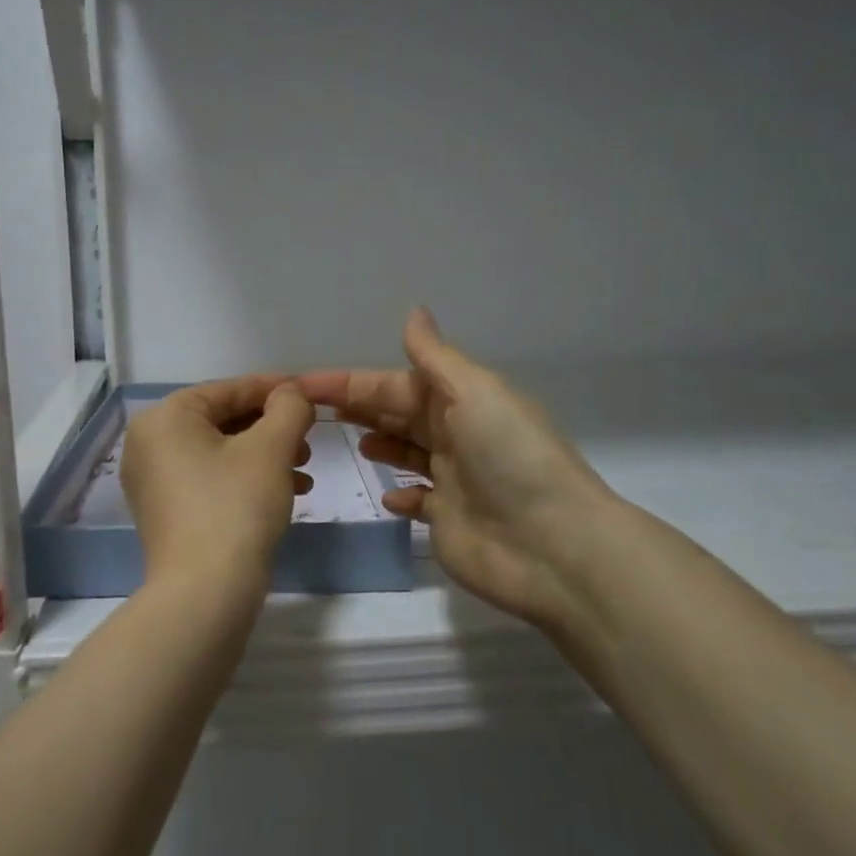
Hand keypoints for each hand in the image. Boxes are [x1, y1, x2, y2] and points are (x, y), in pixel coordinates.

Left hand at [122, 376, 315, 598]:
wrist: (205, 594)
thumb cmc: (236, 507)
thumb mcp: (271, 448)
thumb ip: (288, 408)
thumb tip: (292, 393)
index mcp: (165, 418)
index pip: (229, 390)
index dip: (275, 389)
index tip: (310, 393)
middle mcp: (149, 443)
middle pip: (223, 420)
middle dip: (272, 428)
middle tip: (309, 439)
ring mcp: (153, 481)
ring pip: (220, 452)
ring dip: (266, 456)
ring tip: (303, 469)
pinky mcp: (165, 512)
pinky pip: (210, 479)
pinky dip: (246, 479)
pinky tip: (286, 493)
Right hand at [300, 309, 616, 631]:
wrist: (552, 545)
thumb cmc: (509, 457)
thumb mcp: (475, 392)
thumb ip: (435, 357)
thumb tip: (414, 311)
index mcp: (460, 400)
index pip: (393, 384)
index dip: (349, 383)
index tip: (303, 384)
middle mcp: (455, 434)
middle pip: (397, 414)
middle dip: (359, 408)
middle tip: (309, 410)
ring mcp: (452, 479)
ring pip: (406, 452)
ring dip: (379, 443)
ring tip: (349, 443)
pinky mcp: (447, 520)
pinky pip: (416, 501)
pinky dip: (400, 495)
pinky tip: (386, 495)